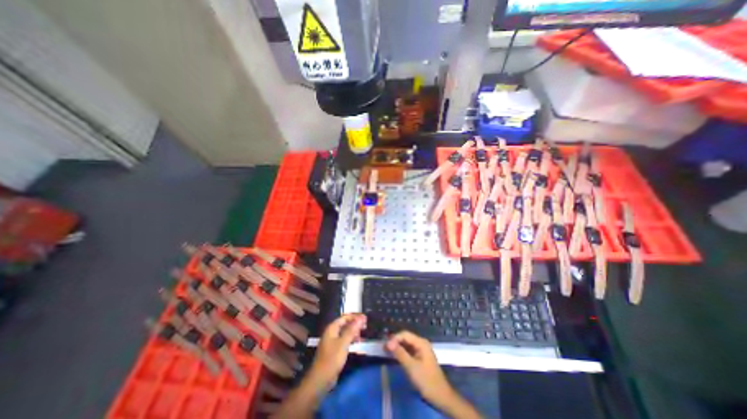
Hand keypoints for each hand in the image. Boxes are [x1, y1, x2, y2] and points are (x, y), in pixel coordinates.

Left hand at [310, 312, 365, 387]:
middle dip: (355, 324)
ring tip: (363, 335)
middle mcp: (331, 332)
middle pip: (345, 324)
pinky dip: (351, 340)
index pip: (345, 317)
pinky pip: (344, 340)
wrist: (321, 380)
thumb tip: (361, 317)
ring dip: (354, 332)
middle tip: (366, 326)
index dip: (355, 316)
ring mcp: (332, 341)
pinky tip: (358, 343)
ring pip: (345, 332)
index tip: (365, 318)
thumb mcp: (344, 343)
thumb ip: (352, 329)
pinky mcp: (334, 350)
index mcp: (332, 328)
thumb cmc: (332, 359)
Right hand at [385, 333, 454, 403]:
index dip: (394, 338)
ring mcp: (421, 351)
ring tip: (386, 352)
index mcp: (421, 343)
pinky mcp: (420, 358)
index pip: (405, 334)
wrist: (441, 397)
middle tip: (383, 348)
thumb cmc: (426, 380)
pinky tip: (395, 356)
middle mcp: (421, 343)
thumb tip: (388, 342)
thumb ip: (400, 353)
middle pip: (405, 338)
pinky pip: (409, 351)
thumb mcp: (411, 367)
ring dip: (397, 347)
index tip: (385, 346)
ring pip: (406, 345)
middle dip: (394, 342)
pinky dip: (401, 353)